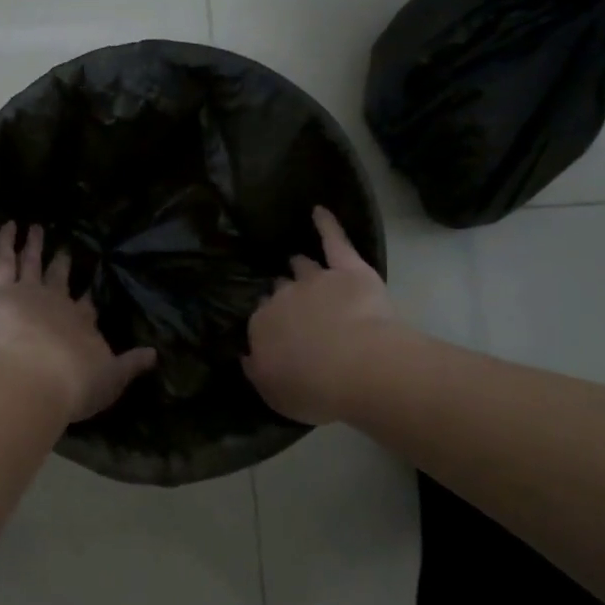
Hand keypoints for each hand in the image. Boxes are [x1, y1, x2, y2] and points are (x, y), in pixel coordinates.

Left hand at [0, 222, 156, 423]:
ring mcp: (28, 291)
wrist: (37, 380)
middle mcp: (58, 301)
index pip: (86, 305)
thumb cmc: (73, 385)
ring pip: (31, 262)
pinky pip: (3, 259)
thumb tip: (155, 354)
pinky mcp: (0, 290)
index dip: (87, 296)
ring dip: (34, 245)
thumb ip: (131, 365)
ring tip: (36, 228)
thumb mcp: (111, 380)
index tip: (90, 286)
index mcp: (82, 323)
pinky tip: (9, 225)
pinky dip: (6, 241)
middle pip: (59, 278)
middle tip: (65, 249)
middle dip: (62, 263)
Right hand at [243, 207, 403, 424]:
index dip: (271, 327)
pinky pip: (334, 240)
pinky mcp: (348, 270)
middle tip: (294, 308)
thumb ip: (258, 371)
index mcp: (261, 326)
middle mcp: (282, 297)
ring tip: (298, 262)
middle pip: (279, 292)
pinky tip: (319, 211)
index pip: (261, 320)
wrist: (357, 368)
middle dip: (284, 297)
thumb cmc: (314, 389)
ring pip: (303, 267)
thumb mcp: (275, 394)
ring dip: (300, 266)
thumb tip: (247, 355)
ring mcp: (315, 280)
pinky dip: (327, 225)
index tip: (280, 336)